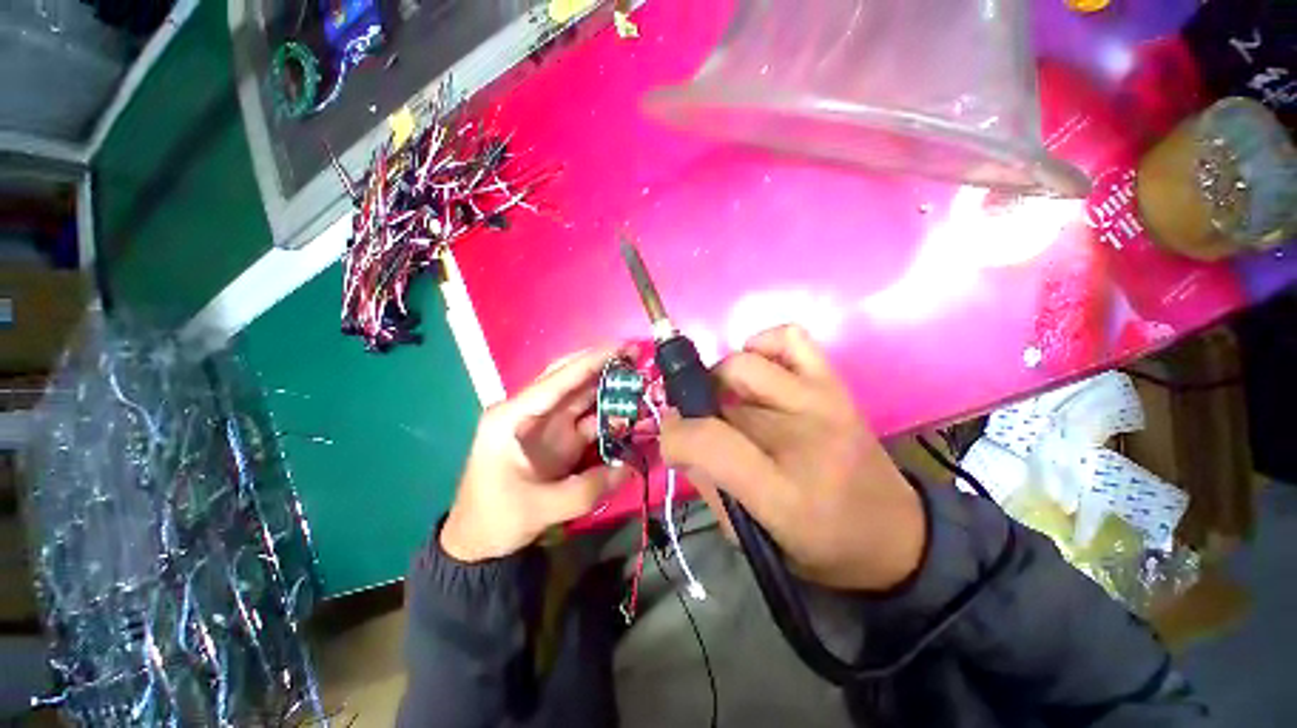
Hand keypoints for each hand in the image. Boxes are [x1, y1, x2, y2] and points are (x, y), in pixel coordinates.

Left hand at [441, 347, 630, 561]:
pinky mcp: (560, 439)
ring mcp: (547, 425)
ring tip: (641, 382)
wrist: (478, 543)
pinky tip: (631, 415)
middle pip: (570, 379)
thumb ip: (587, 489)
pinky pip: (589, 420)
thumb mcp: (539, 508)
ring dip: (610, 389)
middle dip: (603, 366)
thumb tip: (629, 469)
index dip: (591, 361)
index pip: (556, 379)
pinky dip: (610, 416)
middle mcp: (531, 412)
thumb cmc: (496, 519)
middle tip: (636, 356)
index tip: (622, 347)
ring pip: (583, 397)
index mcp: (513, 416)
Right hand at [660, 325, 924, 590]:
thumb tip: (680, 439)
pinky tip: (760, 372)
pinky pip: (789, 337)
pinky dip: (762, 345)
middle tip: (703, 424)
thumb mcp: (752, 537)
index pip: (708, 440)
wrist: (895, 536)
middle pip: (723, 391)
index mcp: (781, 490)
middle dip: (696, 406)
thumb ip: (708, 484)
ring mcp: (821, 400)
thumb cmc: (819, 546)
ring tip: (729, 400)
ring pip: (746, 361)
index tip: (672, 442)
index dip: (675, 436)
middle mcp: (802, 434)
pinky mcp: (835, 384)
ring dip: (722, 378)